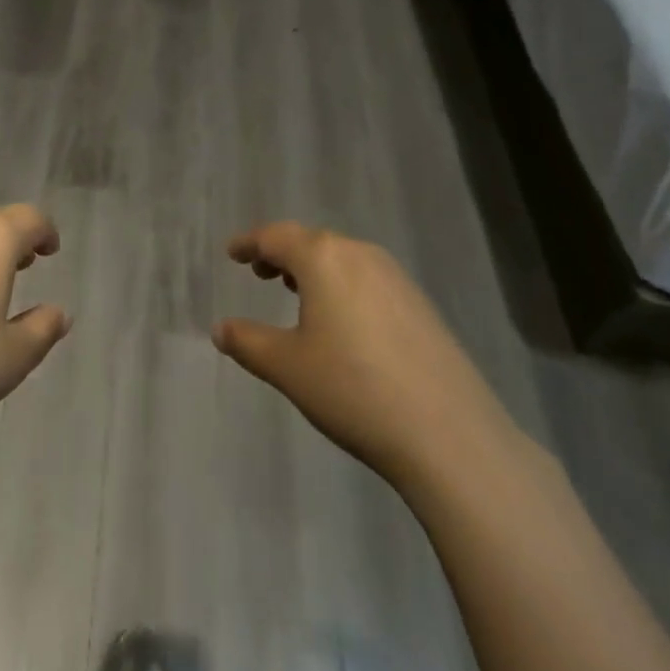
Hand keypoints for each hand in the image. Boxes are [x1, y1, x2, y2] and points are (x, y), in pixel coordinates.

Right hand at [213, 222, 518, 492]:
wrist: (449, 433)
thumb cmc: (353, 389)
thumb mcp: (288, 367)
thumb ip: (248, 342)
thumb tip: (219, 328)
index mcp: (323, 258)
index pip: (276, 237)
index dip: (250, 243)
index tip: (233, 253)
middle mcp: (360, 254)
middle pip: (311, 242)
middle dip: (282, 254)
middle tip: (260, 273)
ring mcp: (396, 277)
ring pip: (342, 259)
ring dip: (314, 270)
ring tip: (296, 293)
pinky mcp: (420, 304)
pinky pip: (368, 279)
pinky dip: (343, 285)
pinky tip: (342, 321)